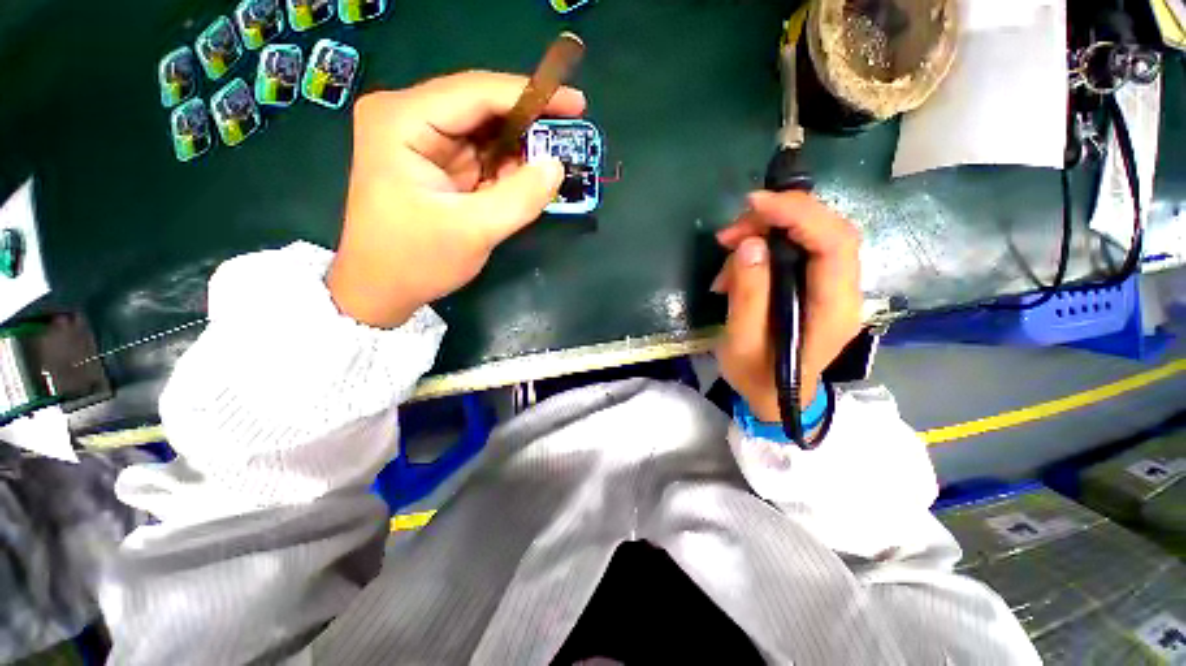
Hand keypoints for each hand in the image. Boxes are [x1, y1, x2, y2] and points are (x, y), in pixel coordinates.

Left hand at [327, 71, 586, 327]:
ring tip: (549, 169)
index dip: (530, 95)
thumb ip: (519, 198)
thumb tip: (557, 166)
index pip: (476, 94)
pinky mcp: (435, 162)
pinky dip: (507, 168)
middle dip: (527, 126)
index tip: (576, 105)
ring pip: (485, 132)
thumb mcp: (472, 232)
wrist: (381, 289)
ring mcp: (421, 140)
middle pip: (481, 107)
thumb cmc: (415, 261)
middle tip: (569, 141)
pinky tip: (524, 182)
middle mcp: (408, 117)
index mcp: (402, 120)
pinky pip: (481, 155)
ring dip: (519, 150)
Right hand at [712, 191, 862, 421]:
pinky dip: (765, 248)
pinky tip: (737, 268)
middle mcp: (844, 292)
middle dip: (779, 217)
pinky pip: (798, 251)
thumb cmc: (757, 377)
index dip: (798, 213)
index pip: (834, 243)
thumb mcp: (742, 343)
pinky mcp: (817, 286)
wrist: (774, 397)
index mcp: (832, 310)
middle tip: (732, 232)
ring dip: (767, 232)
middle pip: (827, 230)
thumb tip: (750, 245)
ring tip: (728, 252)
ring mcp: (833, 288)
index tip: (754, 204)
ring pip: (812, 236)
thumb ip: (749, 296)